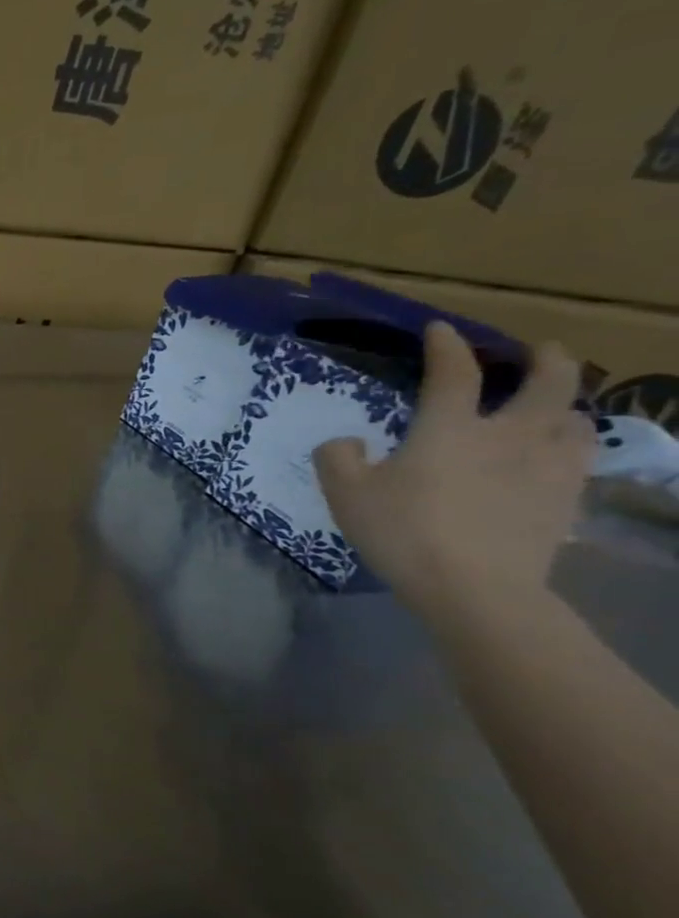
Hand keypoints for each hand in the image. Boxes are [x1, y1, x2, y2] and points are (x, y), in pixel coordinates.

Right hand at [314, 320, 592, 618]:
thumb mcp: (345, 493)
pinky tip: (557, 456)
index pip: (453, 373)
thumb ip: (337, 458)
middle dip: (548, 360)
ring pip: (575, 420)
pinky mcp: (566, 500)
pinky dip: (571, 446)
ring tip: (552, 408)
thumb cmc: (402, 531)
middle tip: (542, 351)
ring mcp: (546, 468)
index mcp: (449, 429)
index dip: (446, 346)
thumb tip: (348, 442)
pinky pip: (580, 460)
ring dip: (566, 406)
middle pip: (548, 384)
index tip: (441, 330)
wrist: (475, 587)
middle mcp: (507, 436)